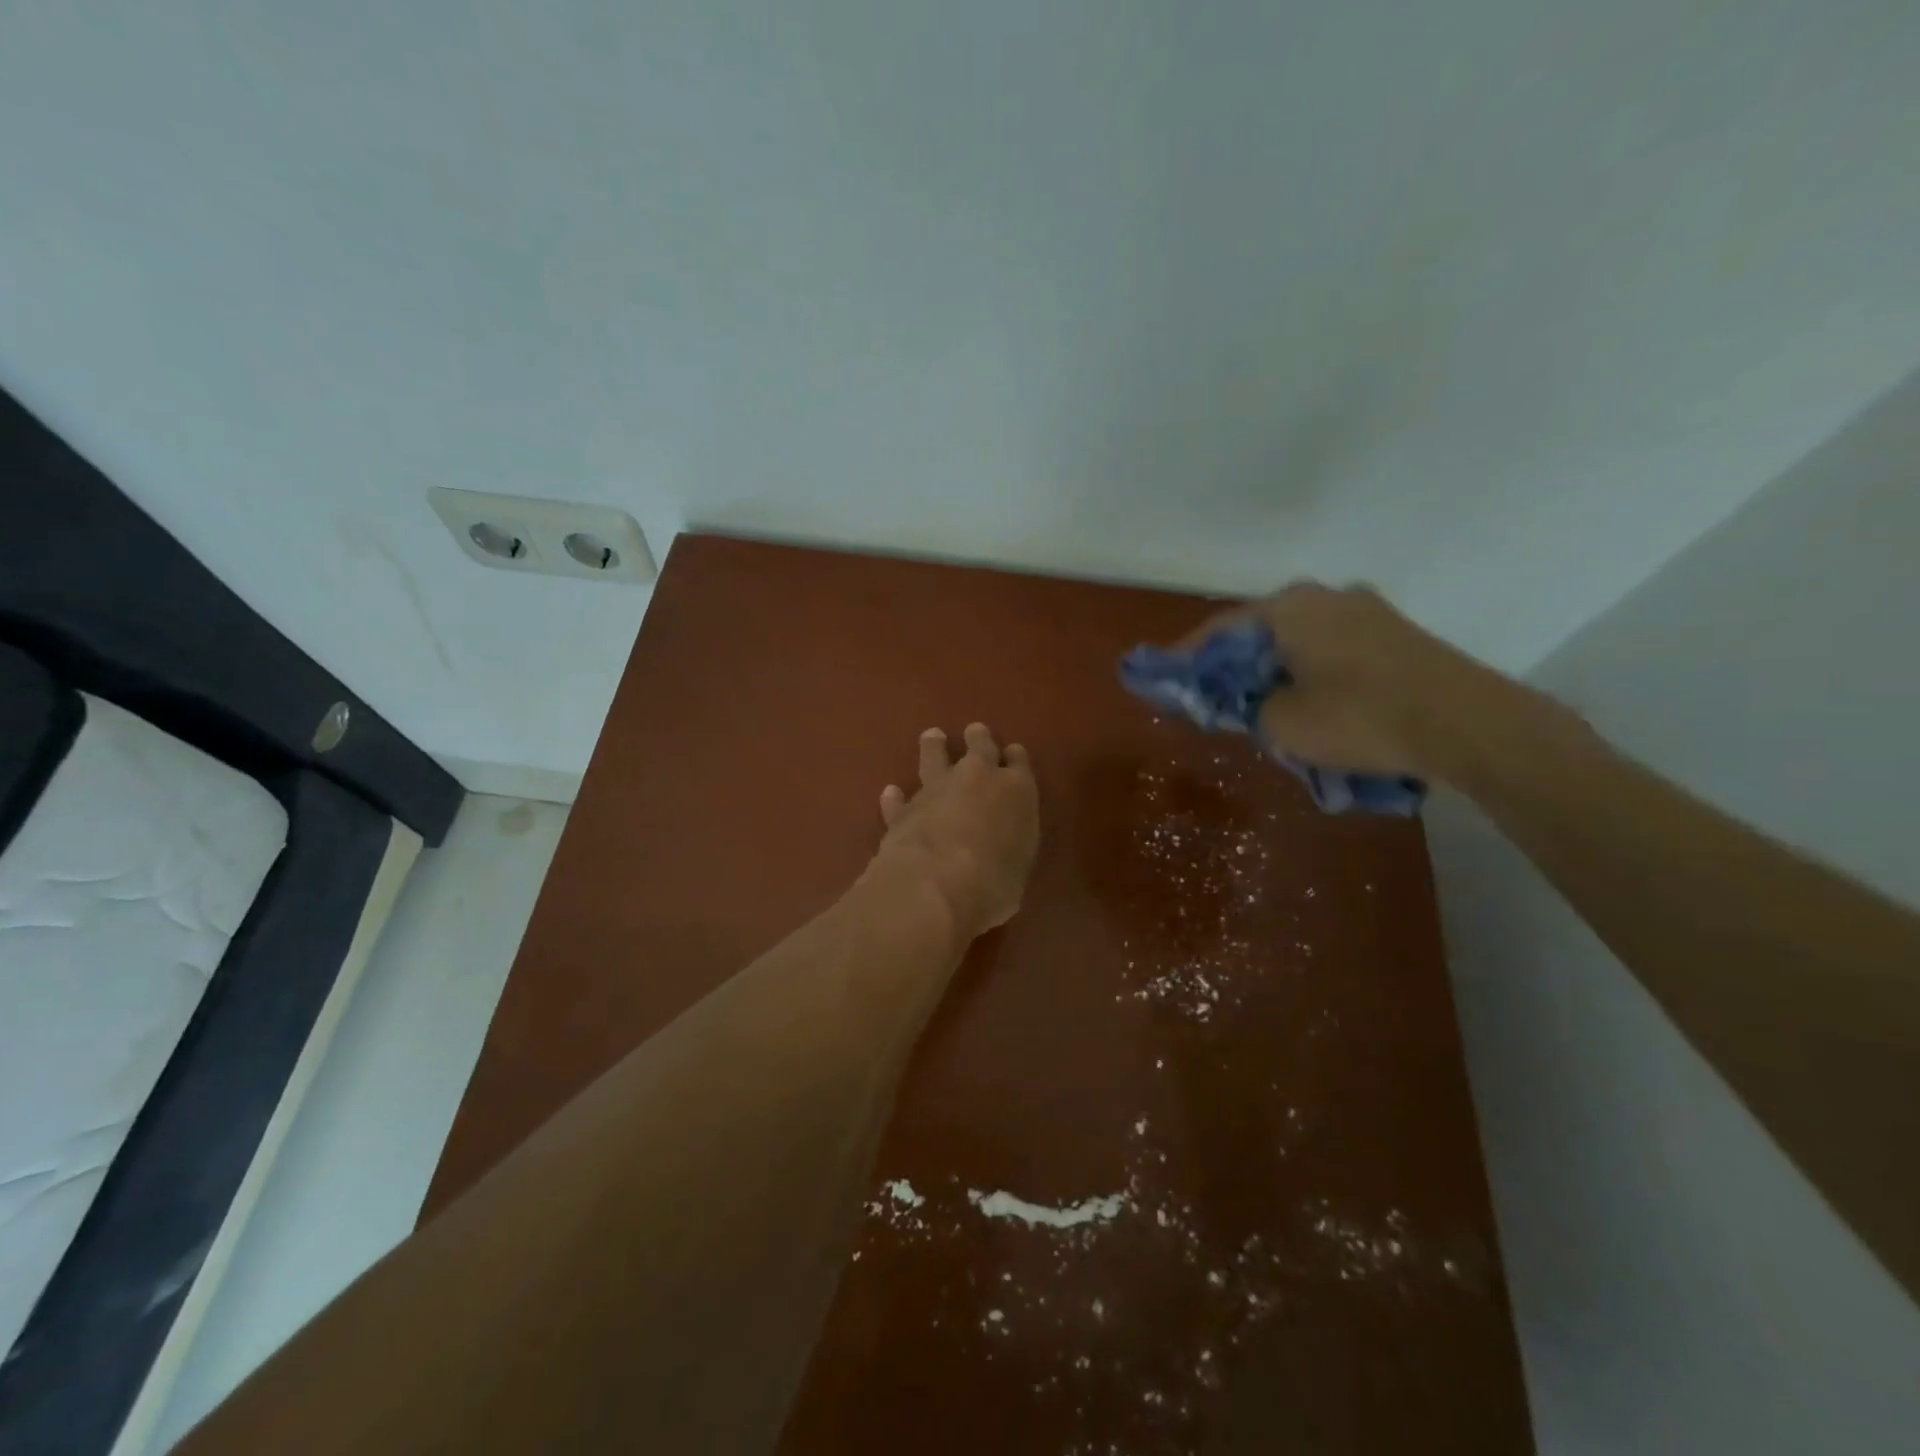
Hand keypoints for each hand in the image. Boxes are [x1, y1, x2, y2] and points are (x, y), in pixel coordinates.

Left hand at [870, 723, 1039, 941]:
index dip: (1014, 757)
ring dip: (933, 747)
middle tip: (975, 731)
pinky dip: (896, 797)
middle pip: (979, 747)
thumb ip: (1010, 847)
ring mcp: (937, 790)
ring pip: (934, 757)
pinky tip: (891, 793)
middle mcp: (977, 779)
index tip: (1012, 753)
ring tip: (931, 737)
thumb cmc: (995, 882)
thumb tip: (1000, 848)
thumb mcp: (1018, 867)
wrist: (937, 884)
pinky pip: (899, 798)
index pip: (1018, 763)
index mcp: (1016, 791)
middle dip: (978, 738)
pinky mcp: (903, 809)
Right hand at [1181, 582, 1504, 780]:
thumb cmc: (1359, 718)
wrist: (1466, 724)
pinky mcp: (1394, 632)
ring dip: (1274, 668)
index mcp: (1288, 608)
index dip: (1187, 659)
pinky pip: (1331, 647)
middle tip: (1216, 697)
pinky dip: (1309, 669)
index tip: (1166, 680)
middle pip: (1259, 631)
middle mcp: (1324, 595)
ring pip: (1297, 638)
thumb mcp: (1281, 724)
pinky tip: (1309, 699)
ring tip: (1262, 703)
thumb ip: (1245, 708)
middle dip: (1234, 665)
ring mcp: (1365, 609)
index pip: (1218, 630)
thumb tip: (1244, 701)